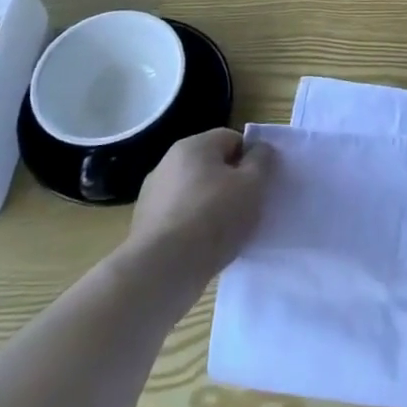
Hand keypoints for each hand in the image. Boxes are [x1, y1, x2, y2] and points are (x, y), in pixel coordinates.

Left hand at [124, 128, 272, 285]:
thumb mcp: (253, 184)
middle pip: (211, 165)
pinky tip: (204, 244)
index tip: (260, 183)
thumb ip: (262, 160)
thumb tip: (259, 149)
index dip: (251, 158)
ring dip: (211, 204)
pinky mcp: (144, 223)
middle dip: (231, 181)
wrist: (164, 268)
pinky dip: (193, 224)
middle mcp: (168, 162)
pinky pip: (179, 215)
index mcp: (194, 146)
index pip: (231, 138)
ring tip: (227, 230)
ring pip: (194, 191)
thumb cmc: (215, 217)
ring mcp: (152, 194)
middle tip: (248, 205)